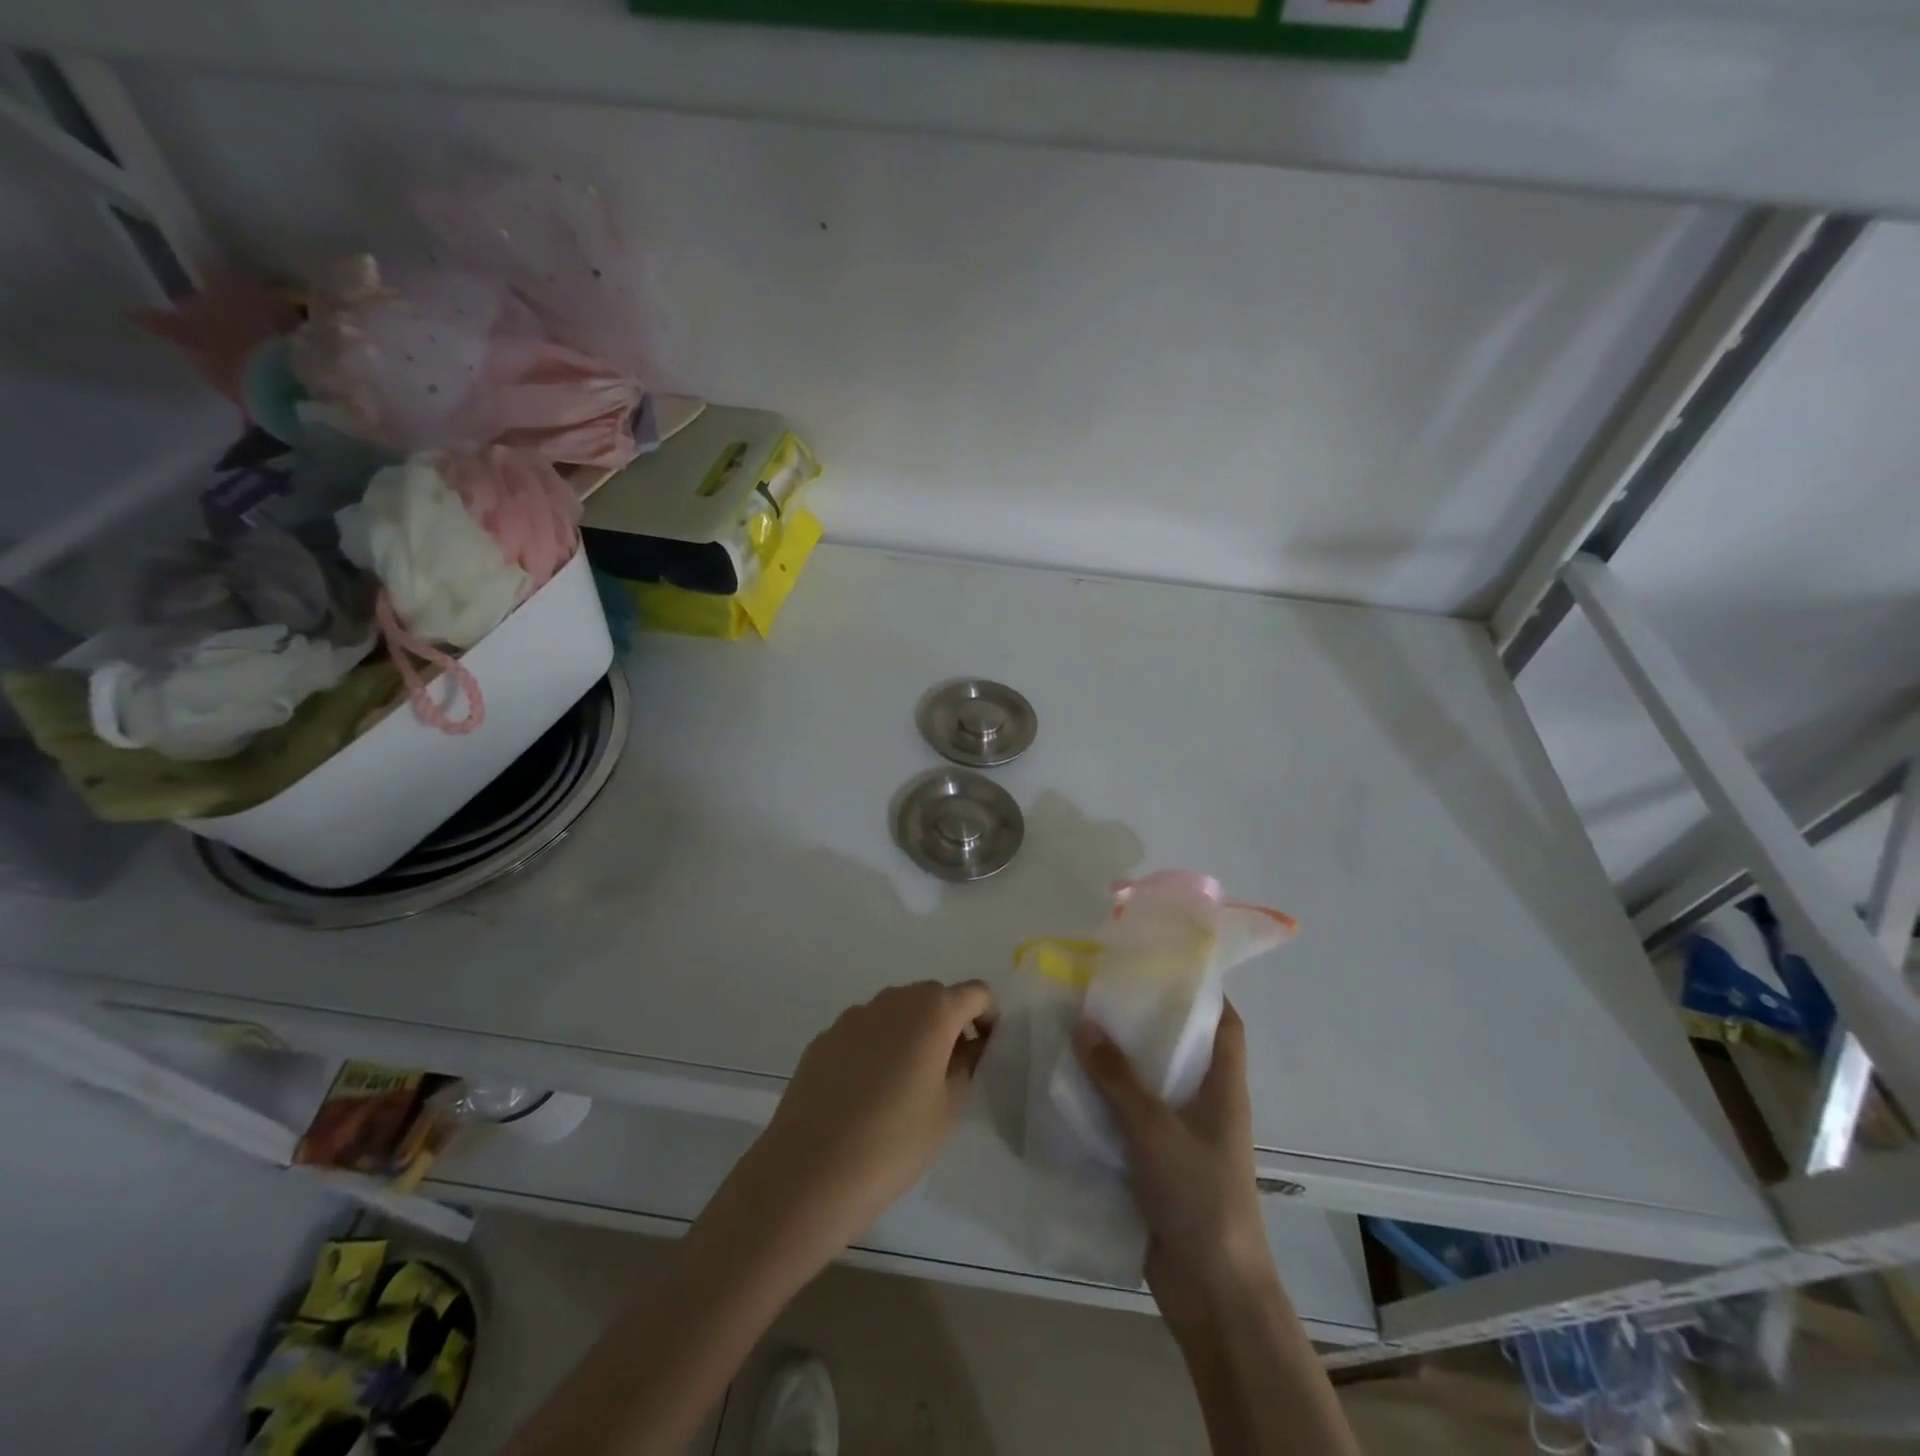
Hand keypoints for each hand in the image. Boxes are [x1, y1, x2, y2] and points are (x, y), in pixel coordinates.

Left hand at [729, 980, 997, 1268]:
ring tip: (907, 1085)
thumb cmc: (894, 1142)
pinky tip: (867, 1094)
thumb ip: (965, 1065)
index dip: (987, 1017)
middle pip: (933, 997)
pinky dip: (877, 1048)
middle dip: (949, 1023)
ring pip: (896, 1012)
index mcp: (932, 1011)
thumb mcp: (947, 1109)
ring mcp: (853, 1016)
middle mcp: (893, 1000)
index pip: (975, 993)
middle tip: (951, 1070)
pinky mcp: (824, 1038)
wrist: (809, 1171)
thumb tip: (967, 1045)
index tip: (986, 1050)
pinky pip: (864, 1032)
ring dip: (911, 1034)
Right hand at [1072, 1003, 1278, 1329]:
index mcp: (1224, 1089)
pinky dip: (1107, 1104)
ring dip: (1120, 1065)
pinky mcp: (1159, 1166)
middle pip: (1180, 1050)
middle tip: (1102, 993)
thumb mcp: (1155, 1128)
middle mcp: (1206, 1106)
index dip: (1205, 992)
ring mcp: (1183, 1138)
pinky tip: (1071, 1090)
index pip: (1225, 1025)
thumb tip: (1083, 1023)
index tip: (1165, 964)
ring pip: (1151, 1086)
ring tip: (1078, 1031)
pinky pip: (1131, 1121)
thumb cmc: (1199, 1196)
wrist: (1212, 1290)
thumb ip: (1117, 1077)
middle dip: (1146, 1022)